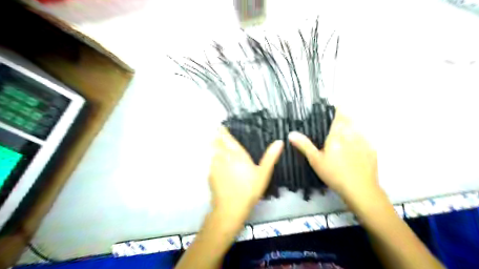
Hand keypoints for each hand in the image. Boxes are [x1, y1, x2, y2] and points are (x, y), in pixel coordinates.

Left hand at [210, 128, 282, 220]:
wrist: (230, 207)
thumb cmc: (249, 189)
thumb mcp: (263, 173)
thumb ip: (270, 157)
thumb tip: (279, 141)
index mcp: (237, 154)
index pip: (227, 138)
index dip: (223, 132)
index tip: (221, 126)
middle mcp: (223, 157)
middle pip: (217, 143)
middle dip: (217, 138)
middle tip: (218, 134)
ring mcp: (215, 166)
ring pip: (213, 153)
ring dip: (214, 148)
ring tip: (216, 146)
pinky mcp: (210, 175)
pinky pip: (211, 164)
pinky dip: (213, 160)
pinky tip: (217, 165)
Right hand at [286, 109, 379, 203]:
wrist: (360, 189)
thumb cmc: (334, 173)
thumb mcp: (315, 160)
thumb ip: (304, 145)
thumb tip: (291, 133)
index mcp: (338, 134)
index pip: (340, 115)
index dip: (339, 108)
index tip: (336, 104)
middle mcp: (352, 134)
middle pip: (350, 119)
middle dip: (345, 116)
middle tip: (338, 118)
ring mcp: (364, 142)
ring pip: (358, 128)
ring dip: (352, 126)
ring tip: (345, 131)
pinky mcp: (372, 150)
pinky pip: (365, 138)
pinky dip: (360, 137)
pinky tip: (356, 145)